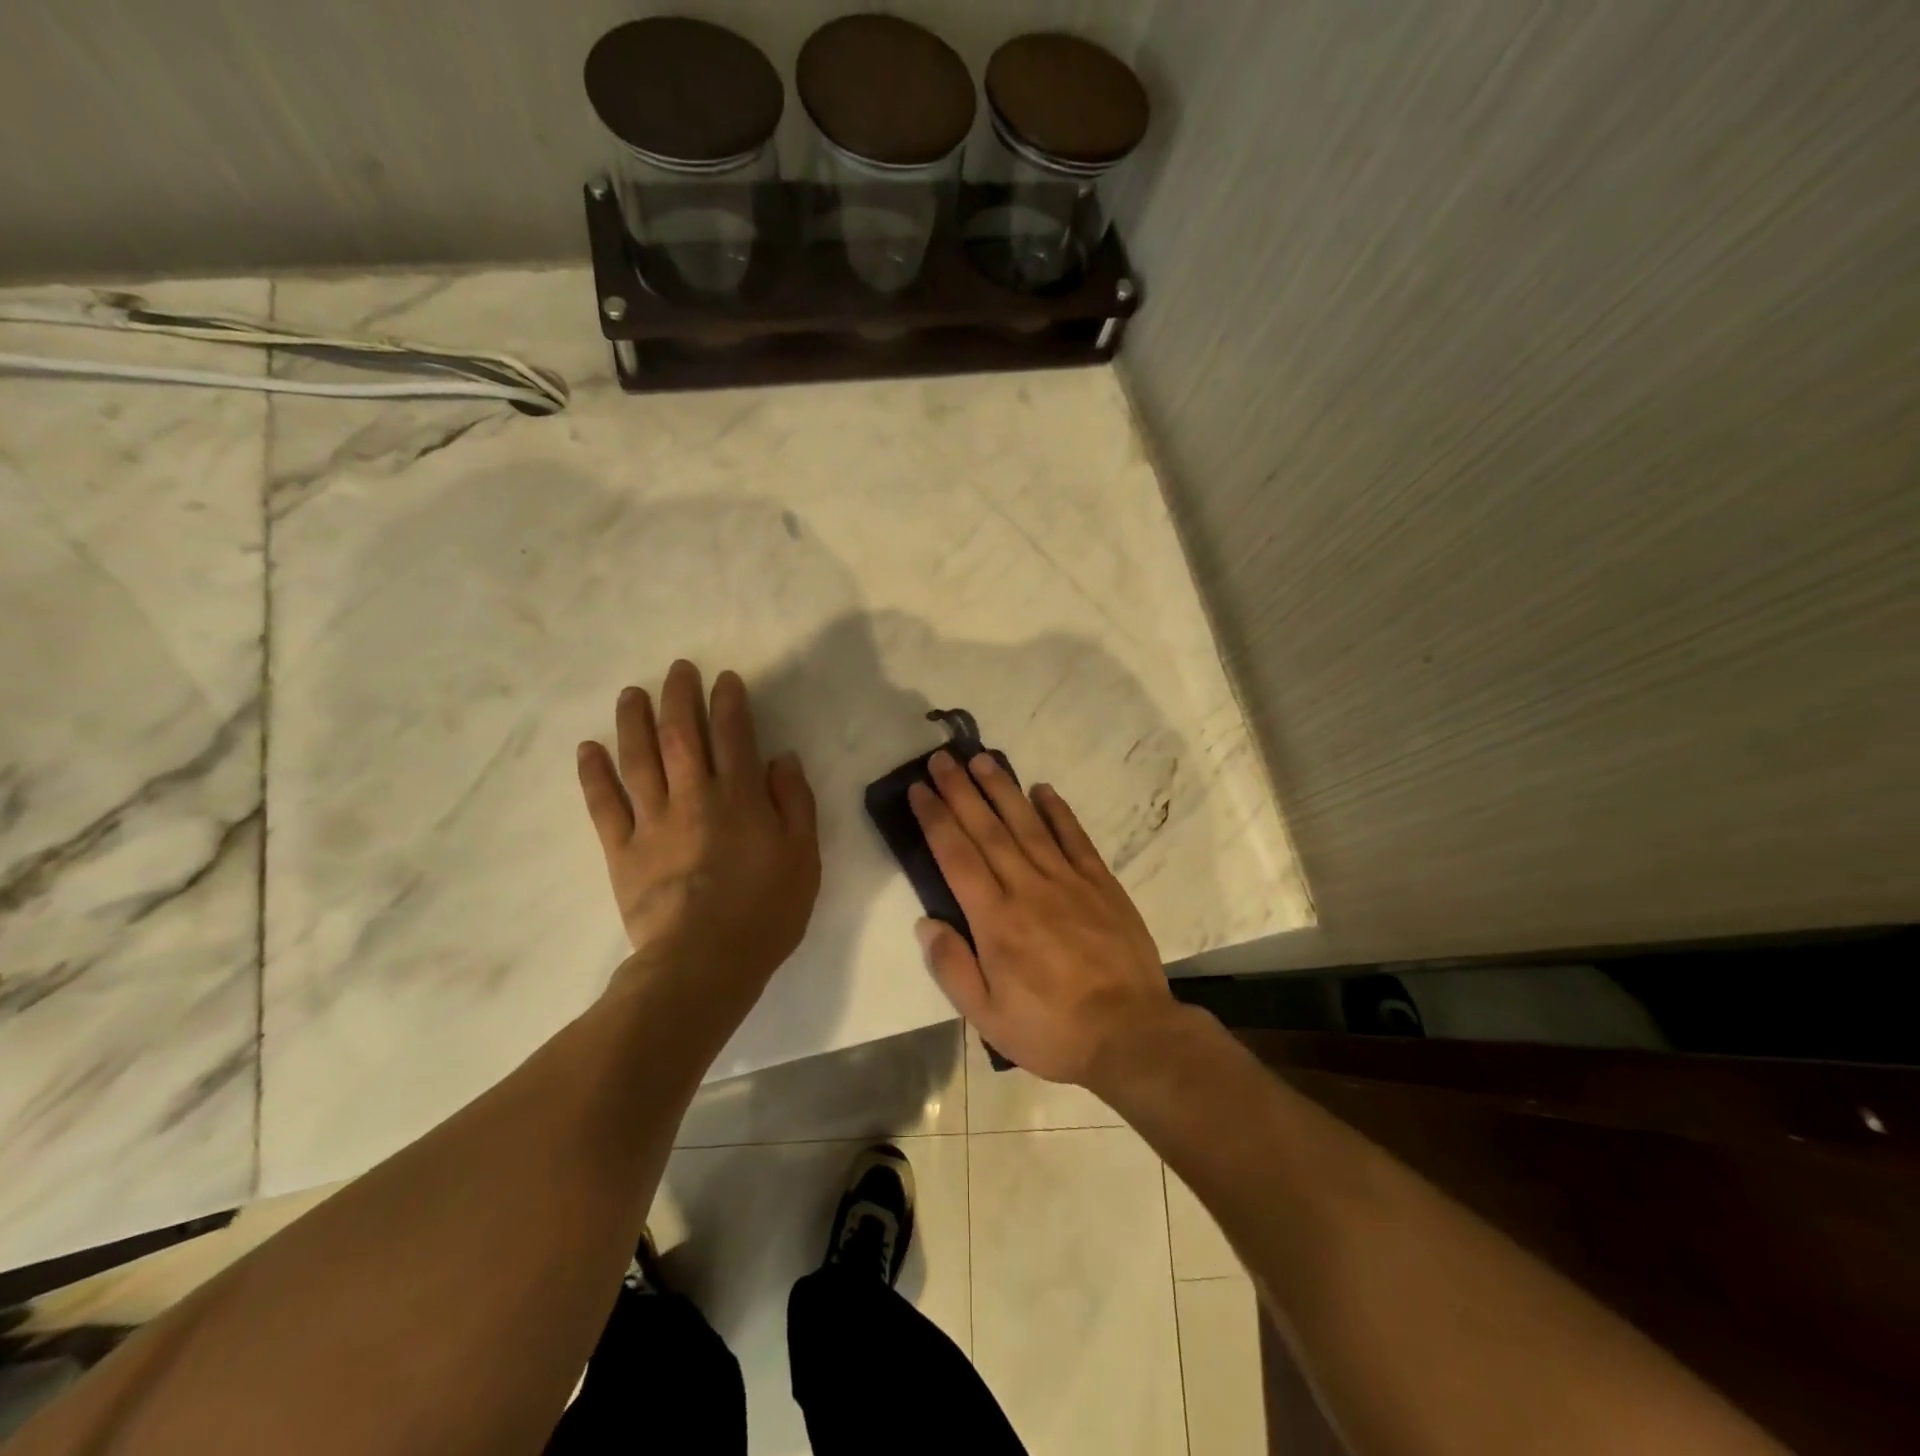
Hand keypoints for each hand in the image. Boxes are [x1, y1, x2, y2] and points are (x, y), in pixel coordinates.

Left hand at [577, 661, 819, 1013]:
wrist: (704, 962)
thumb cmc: (766, 910)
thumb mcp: (803, 856)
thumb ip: (794, 803)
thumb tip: (781, 759)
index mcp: (740, 798)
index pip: (734, 735)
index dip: (728, 703)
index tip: (723, 678)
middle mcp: (694, 797)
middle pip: (682, 735)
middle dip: (680, 697)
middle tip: (677, 669)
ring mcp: (653, 822)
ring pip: (639, 760)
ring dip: (634, 722)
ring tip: (631, 694)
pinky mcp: (622, 851)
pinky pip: (604, 805)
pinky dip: (594, 775)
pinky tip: (588, 748)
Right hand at [908, 750, 1175, 1085]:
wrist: (1130, 1034)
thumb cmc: (1051, 1030)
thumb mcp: (987, 1017)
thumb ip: (952, 967)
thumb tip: (925, 923)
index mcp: (995, 920)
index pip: (956, 856)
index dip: (935, 818)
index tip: (919, 789)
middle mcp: (1027, 888)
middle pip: (987, 829)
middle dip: (961, 790)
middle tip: (942, 759)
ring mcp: (1068, 881)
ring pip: (1028, 824)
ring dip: (1003, 789)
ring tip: (982, 759)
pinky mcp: (1101, 884)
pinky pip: (1075, 838)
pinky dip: (1058, 811)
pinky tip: (1043, 789)